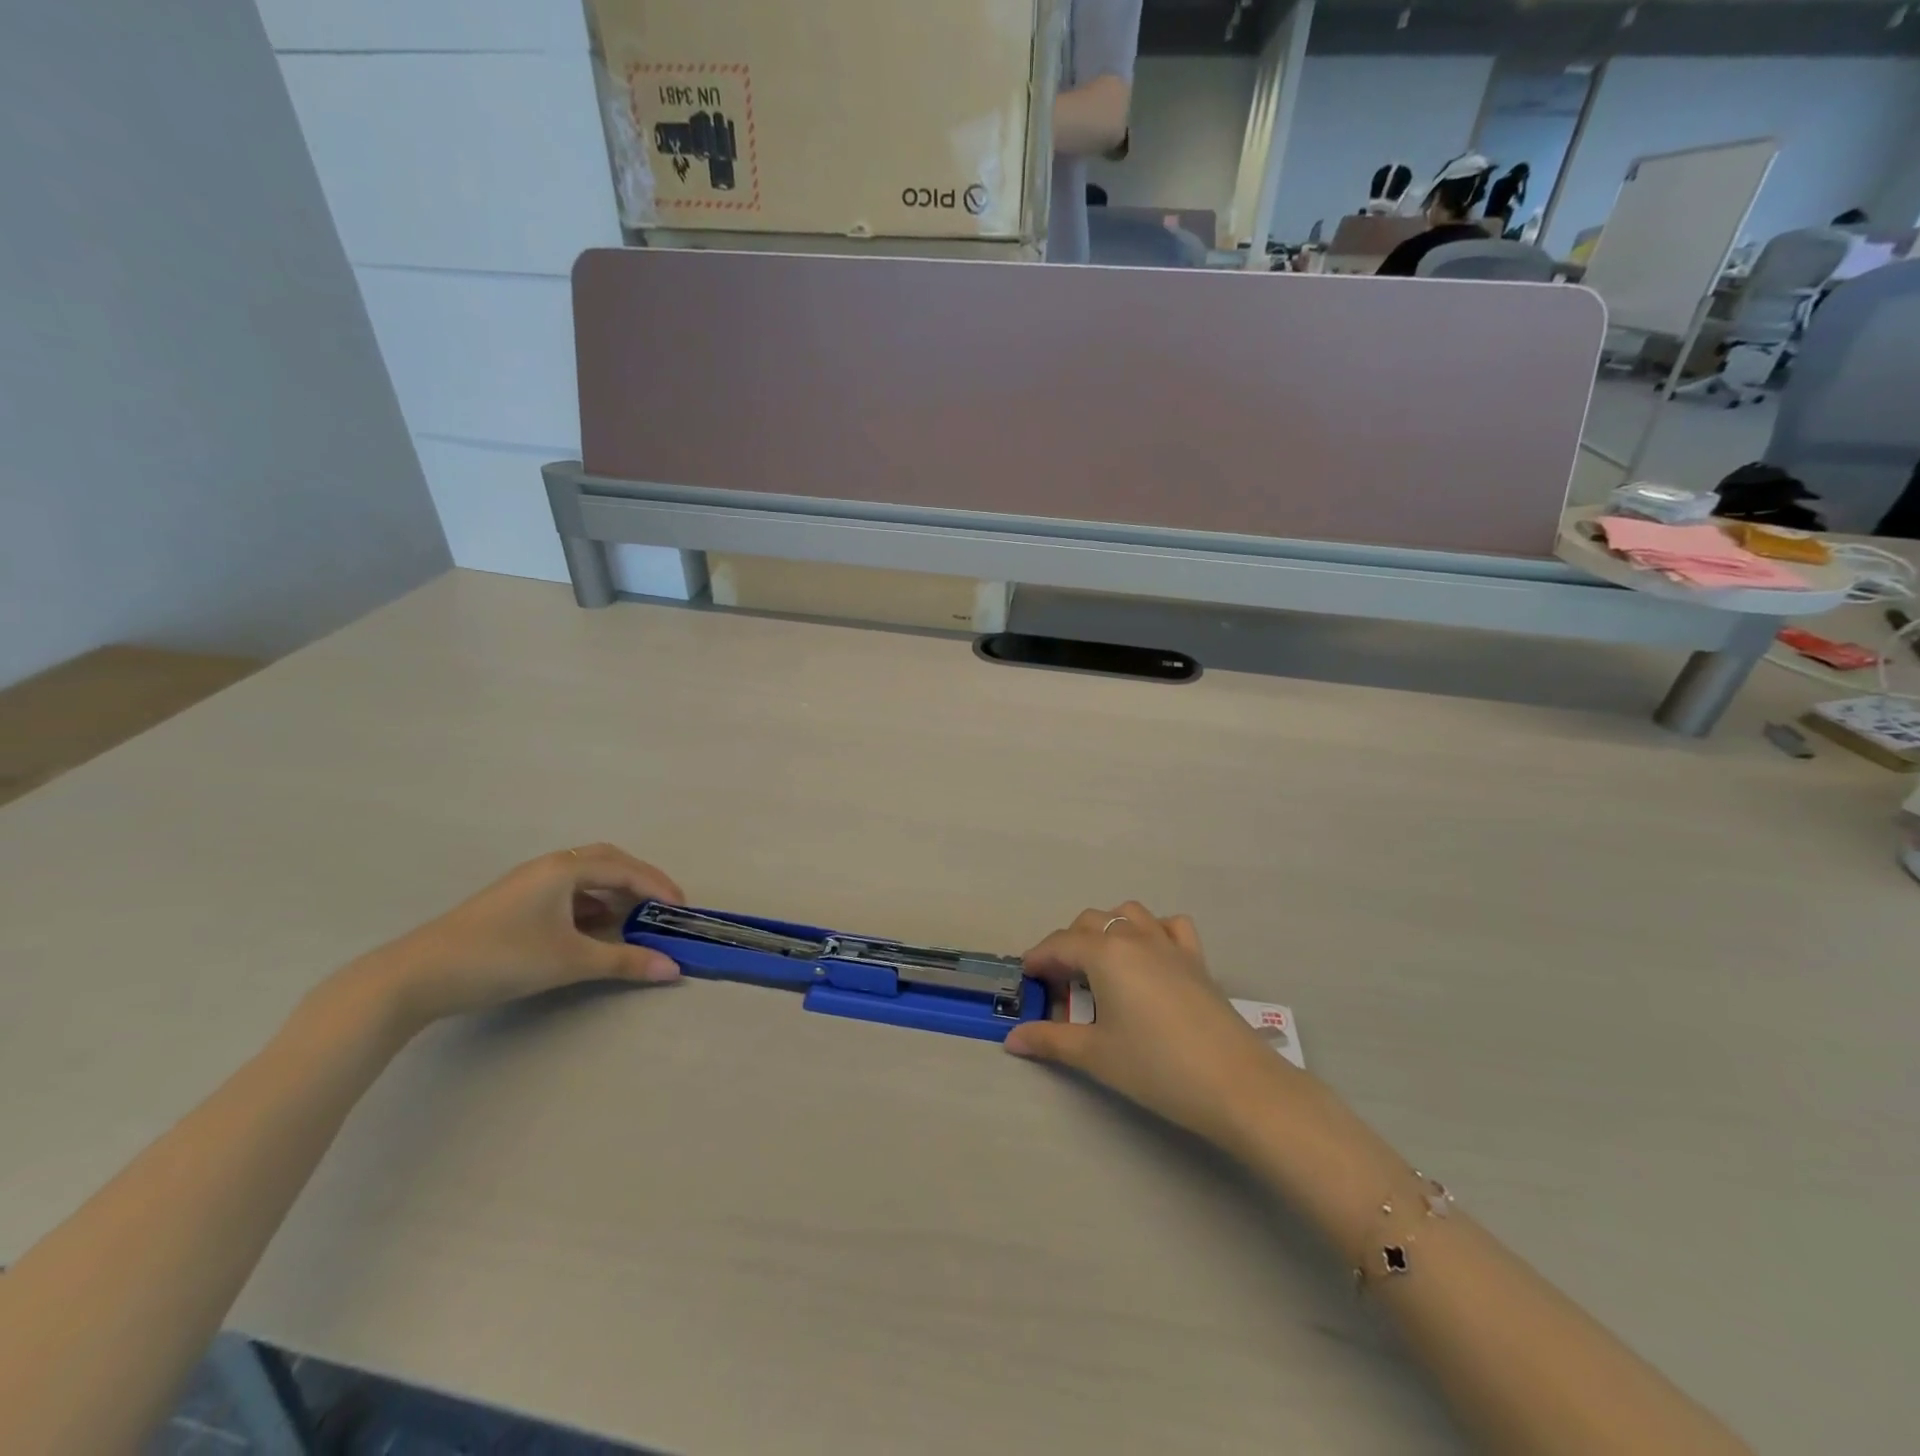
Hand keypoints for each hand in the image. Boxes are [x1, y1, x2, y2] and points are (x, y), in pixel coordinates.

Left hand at [361, 844, 685, 1025]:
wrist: (415, 977)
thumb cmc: (500, 958)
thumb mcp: (569, 960)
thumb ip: (624, 961)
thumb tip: (673, 968)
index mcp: (564, 868)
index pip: (626, 870)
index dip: (659, 887)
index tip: (682, 909)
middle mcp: (548, 867)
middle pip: (607, 862)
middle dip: (640, 881)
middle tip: (662, 906)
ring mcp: (527, 884)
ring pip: (585, 878)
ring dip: (614, 893)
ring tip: (634, 919)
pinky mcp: (514, 904)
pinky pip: (567, 893)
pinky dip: (591, 905)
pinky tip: (594, 929)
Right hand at [1005, 903, 1288, 1151]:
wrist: (1236, 1084)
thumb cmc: (1156, 1067)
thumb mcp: (1096, 1055)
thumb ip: (1051, 1041)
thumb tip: (1013, 1039)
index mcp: (1105, 953)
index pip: (1060, 944)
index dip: (1038, 959)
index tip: (1027, 978)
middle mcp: (1135, 937)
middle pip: (1090, 922)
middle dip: (1068, 945)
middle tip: (1060, 983)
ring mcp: (1169, 944)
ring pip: (1128, 914)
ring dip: (1107, 929)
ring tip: (1100, 965)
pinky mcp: (1197, 959)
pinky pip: (1170, 926)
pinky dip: (1153, 930)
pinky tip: (1149, 957)